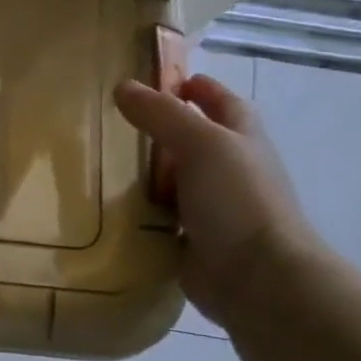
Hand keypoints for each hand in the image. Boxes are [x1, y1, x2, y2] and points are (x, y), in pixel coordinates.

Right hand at [114, 73, 321, 325]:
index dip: (201, 90)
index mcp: (243, 141)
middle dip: (166, 130)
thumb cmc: (238, 200)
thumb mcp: (201, 144)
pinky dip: (142, 211)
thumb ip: (162, 115)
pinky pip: (162, 218)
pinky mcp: (194, 241)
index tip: (167, 81)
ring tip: (104, 163)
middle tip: (118, 122)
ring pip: (177, 181)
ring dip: (149, 173)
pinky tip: (110, 207)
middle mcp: (232, 172)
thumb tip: (123, 87)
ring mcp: (214, 209)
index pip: (224, 104)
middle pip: (197, 142)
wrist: (257, 278)